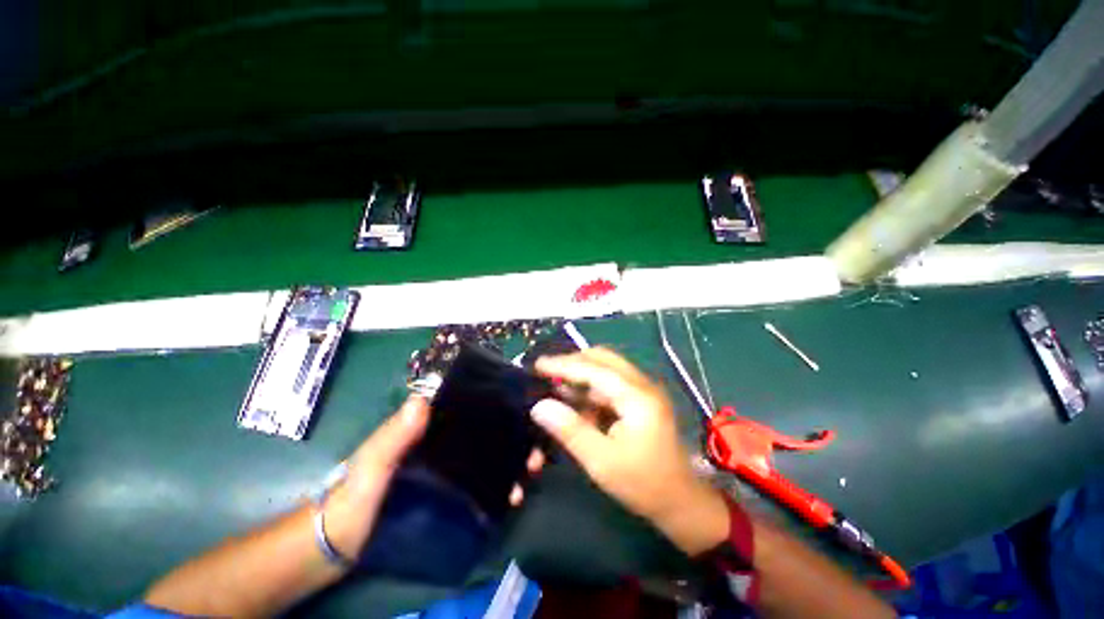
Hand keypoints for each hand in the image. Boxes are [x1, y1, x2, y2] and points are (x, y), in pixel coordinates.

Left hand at [323, 396, 544, 558]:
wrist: (340, 545)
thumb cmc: (353, 497)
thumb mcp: (371, 464)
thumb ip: (393, 436)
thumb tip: (425, 400)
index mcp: (429, 427)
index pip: (467, 407)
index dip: (495, 405)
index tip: (523, 409)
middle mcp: (445, 443)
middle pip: (486, 431)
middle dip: (513, 436)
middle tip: (535, 448)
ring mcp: (450, 469)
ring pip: (489, 456)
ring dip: (512, 461)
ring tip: (531, 472)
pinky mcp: (452, 493)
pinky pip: (482, 483)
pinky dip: (501, 486)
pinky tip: (514, 495)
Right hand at [531, 348, 729, 555]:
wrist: (681, 502)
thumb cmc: (643, 484)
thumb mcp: (602, 461)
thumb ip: (570, 430)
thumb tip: (539, 406)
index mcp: (636, 396)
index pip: (594, 369)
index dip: (563, 365)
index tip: (537, 364)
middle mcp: (641, 385)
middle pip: (602, 359)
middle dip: (573, 363)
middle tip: (547, 374)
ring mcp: (642, 391)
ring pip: (606, 370)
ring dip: (581, 375)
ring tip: (555, 386)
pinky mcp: (640, 401)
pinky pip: (610, 385)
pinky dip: (590, 389)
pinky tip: (575, 402)